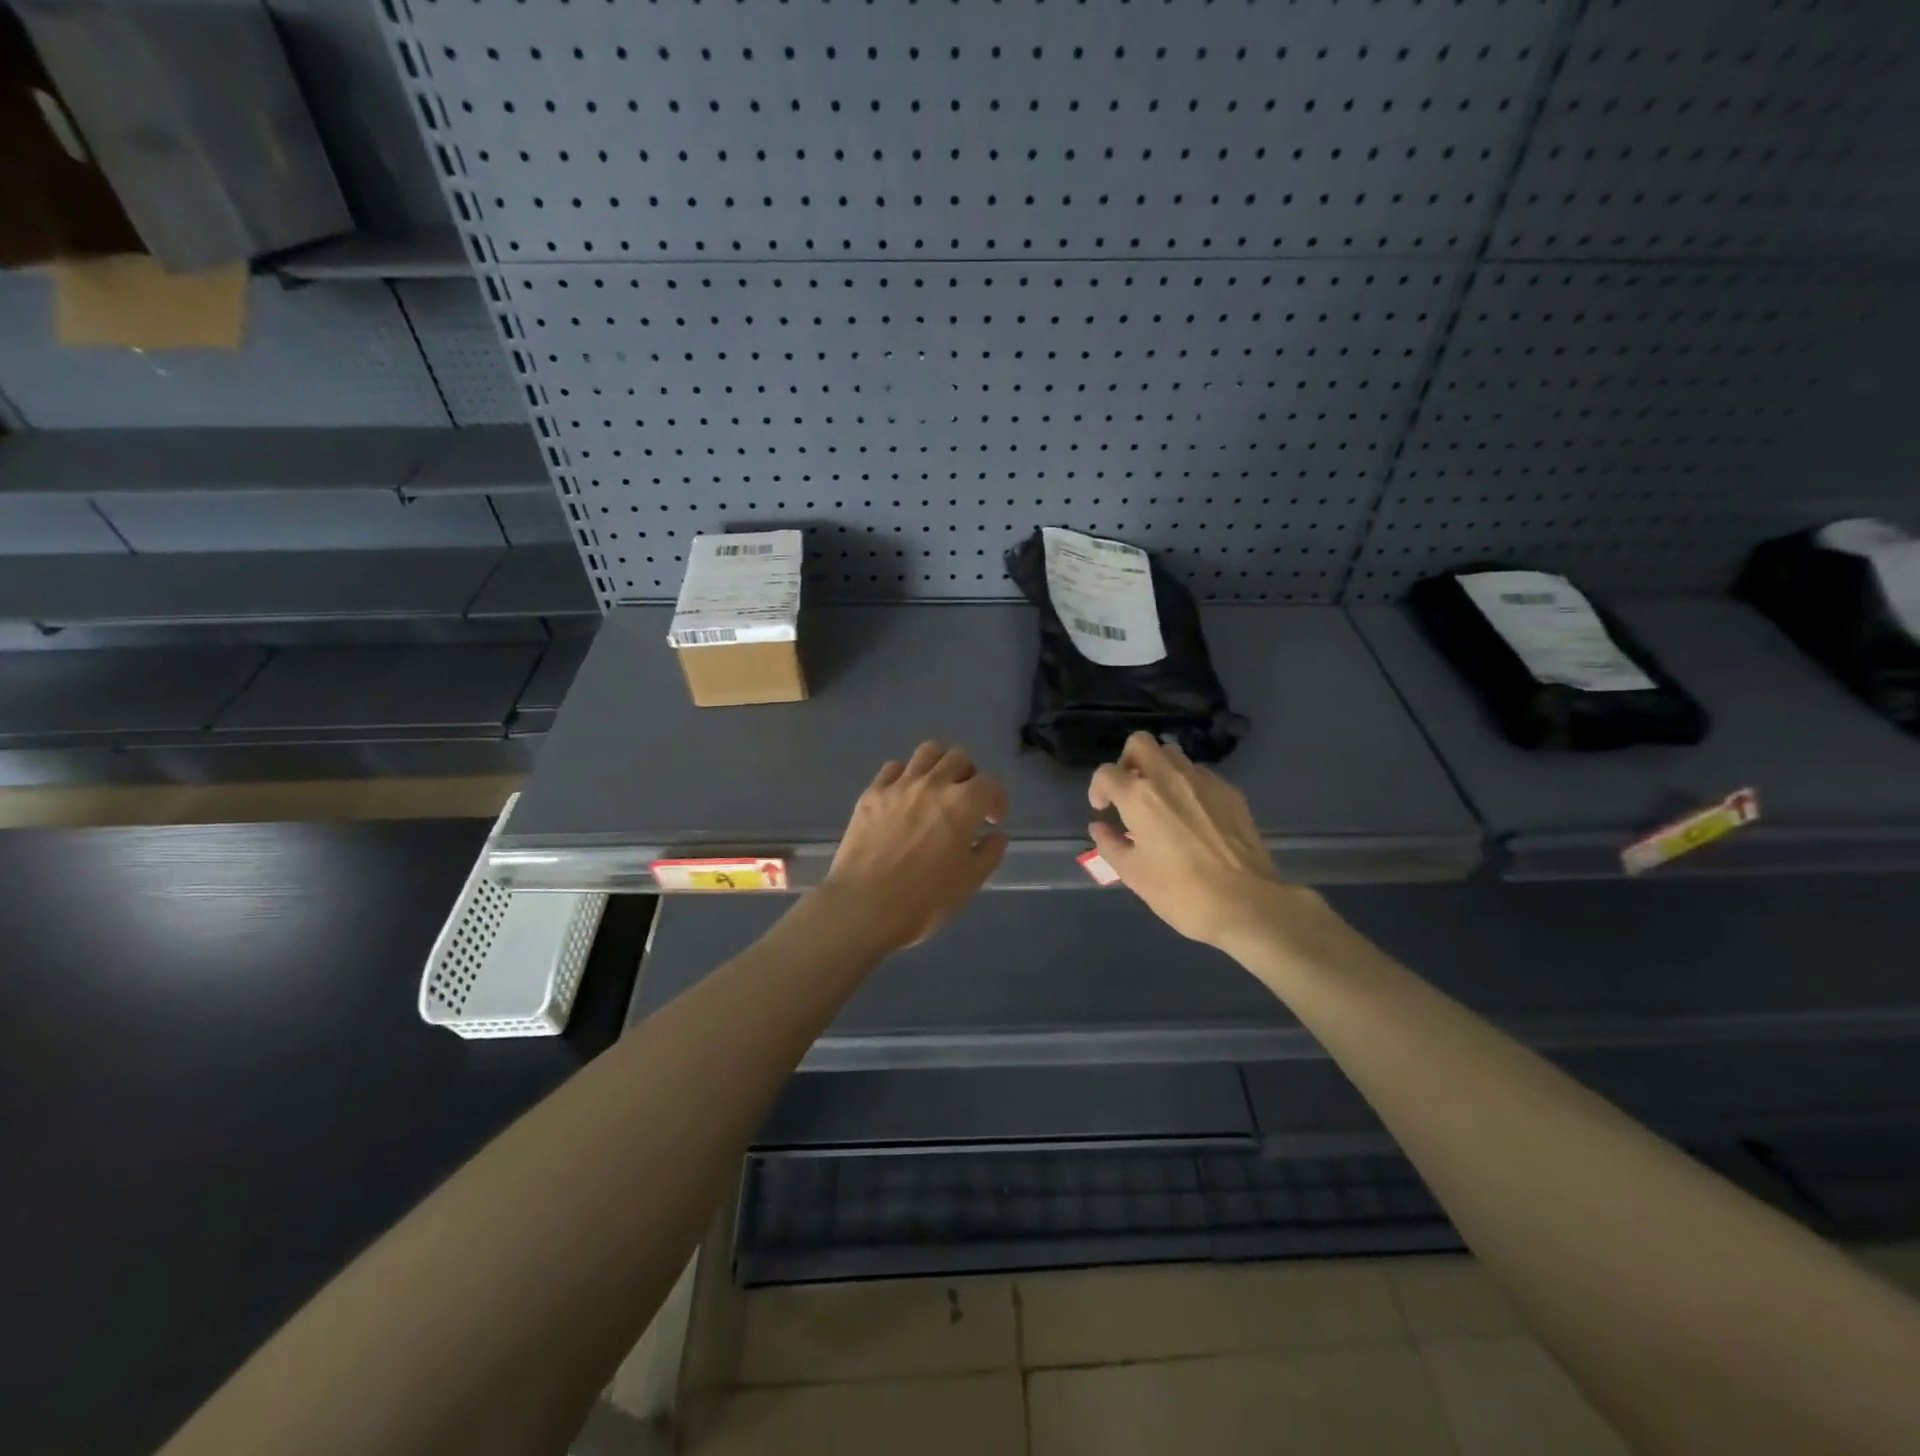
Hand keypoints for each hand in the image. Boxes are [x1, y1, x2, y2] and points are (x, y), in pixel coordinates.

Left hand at [821, 742, 1008, 952]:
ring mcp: (899, 785)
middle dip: (970, 776)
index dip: (997, 800)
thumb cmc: (924, 900)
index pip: (991, 783)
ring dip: (939, 764)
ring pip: (927, 751)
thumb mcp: (969, 882)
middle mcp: (933, 784)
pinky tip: (904, 796)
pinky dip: (905, 775)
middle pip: (959, 757)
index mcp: (963, 804)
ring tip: (937, 788)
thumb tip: (995, 835)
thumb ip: (988, 853)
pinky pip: (893, 767)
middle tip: (966, 802)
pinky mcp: (872, 793)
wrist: (864, 906)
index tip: (992, 820)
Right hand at [1088, 732, 1299, 950]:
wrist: (1246, 903)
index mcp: (1139, 796)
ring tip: (1161, 801)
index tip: (1103, 809)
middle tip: (1129, 791)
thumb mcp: (1133, 874)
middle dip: (1128, 761)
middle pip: (1140, 743)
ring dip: (1159, 769)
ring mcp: (1204, 781)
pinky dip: (1188, 786)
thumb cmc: (1181, 892)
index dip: (1098, 788)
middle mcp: (1169, 777)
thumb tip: (1100, 827)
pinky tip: (1192, 816)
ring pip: (1173, 754)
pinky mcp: (1230, 792)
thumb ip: (1110, 844)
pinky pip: (1200, 775)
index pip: (1106, 773)